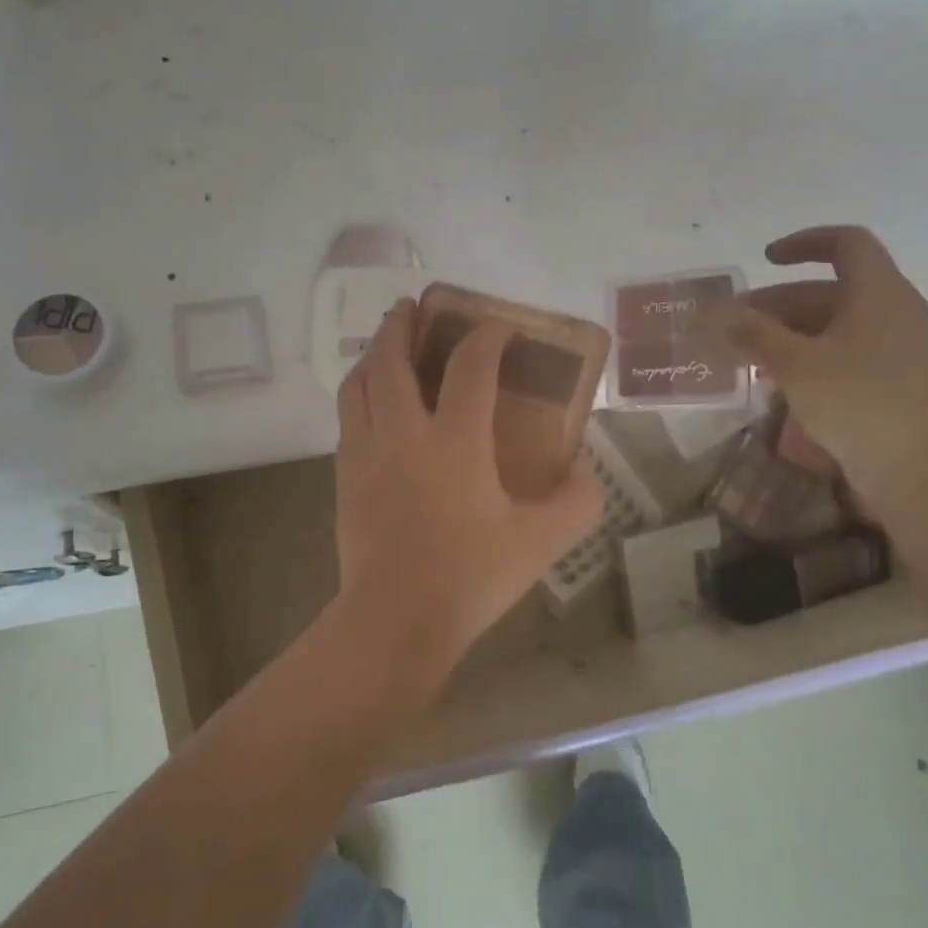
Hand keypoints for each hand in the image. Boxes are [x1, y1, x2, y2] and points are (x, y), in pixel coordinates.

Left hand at [333, 300, 602, 669]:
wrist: (394, 620)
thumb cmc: (470, 577)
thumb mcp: (542, 542)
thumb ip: (577, 500)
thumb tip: (583, 468)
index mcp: (453, 441)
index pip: (469, 366)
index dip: (486, 337)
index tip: (499, 328)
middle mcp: (402, 433)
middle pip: (390, 360)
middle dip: (400, 325)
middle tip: (411, 307)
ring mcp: (364, 453)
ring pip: (357, 385)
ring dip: (371, 355)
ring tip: (385, 347)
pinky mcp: (343, 477)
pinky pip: (348, 419)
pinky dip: (360, 395)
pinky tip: (373, 407)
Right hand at [711, 226, 927, 499]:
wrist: (918, 469)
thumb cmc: (858, 402)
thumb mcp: (795, 364)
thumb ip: (755, 333)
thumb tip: (721, 313)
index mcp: (879, 293)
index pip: (846, 243)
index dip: (804, 243)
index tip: (765, 259)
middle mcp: (892, 311)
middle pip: (830, 289)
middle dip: (778, 302)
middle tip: (735, 323)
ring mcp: (895, 347)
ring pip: (833, 324)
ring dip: (787, 333)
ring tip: (746, 354)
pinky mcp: (890, 379)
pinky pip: (843, 351)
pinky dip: (807, 355)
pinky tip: (776, 380)